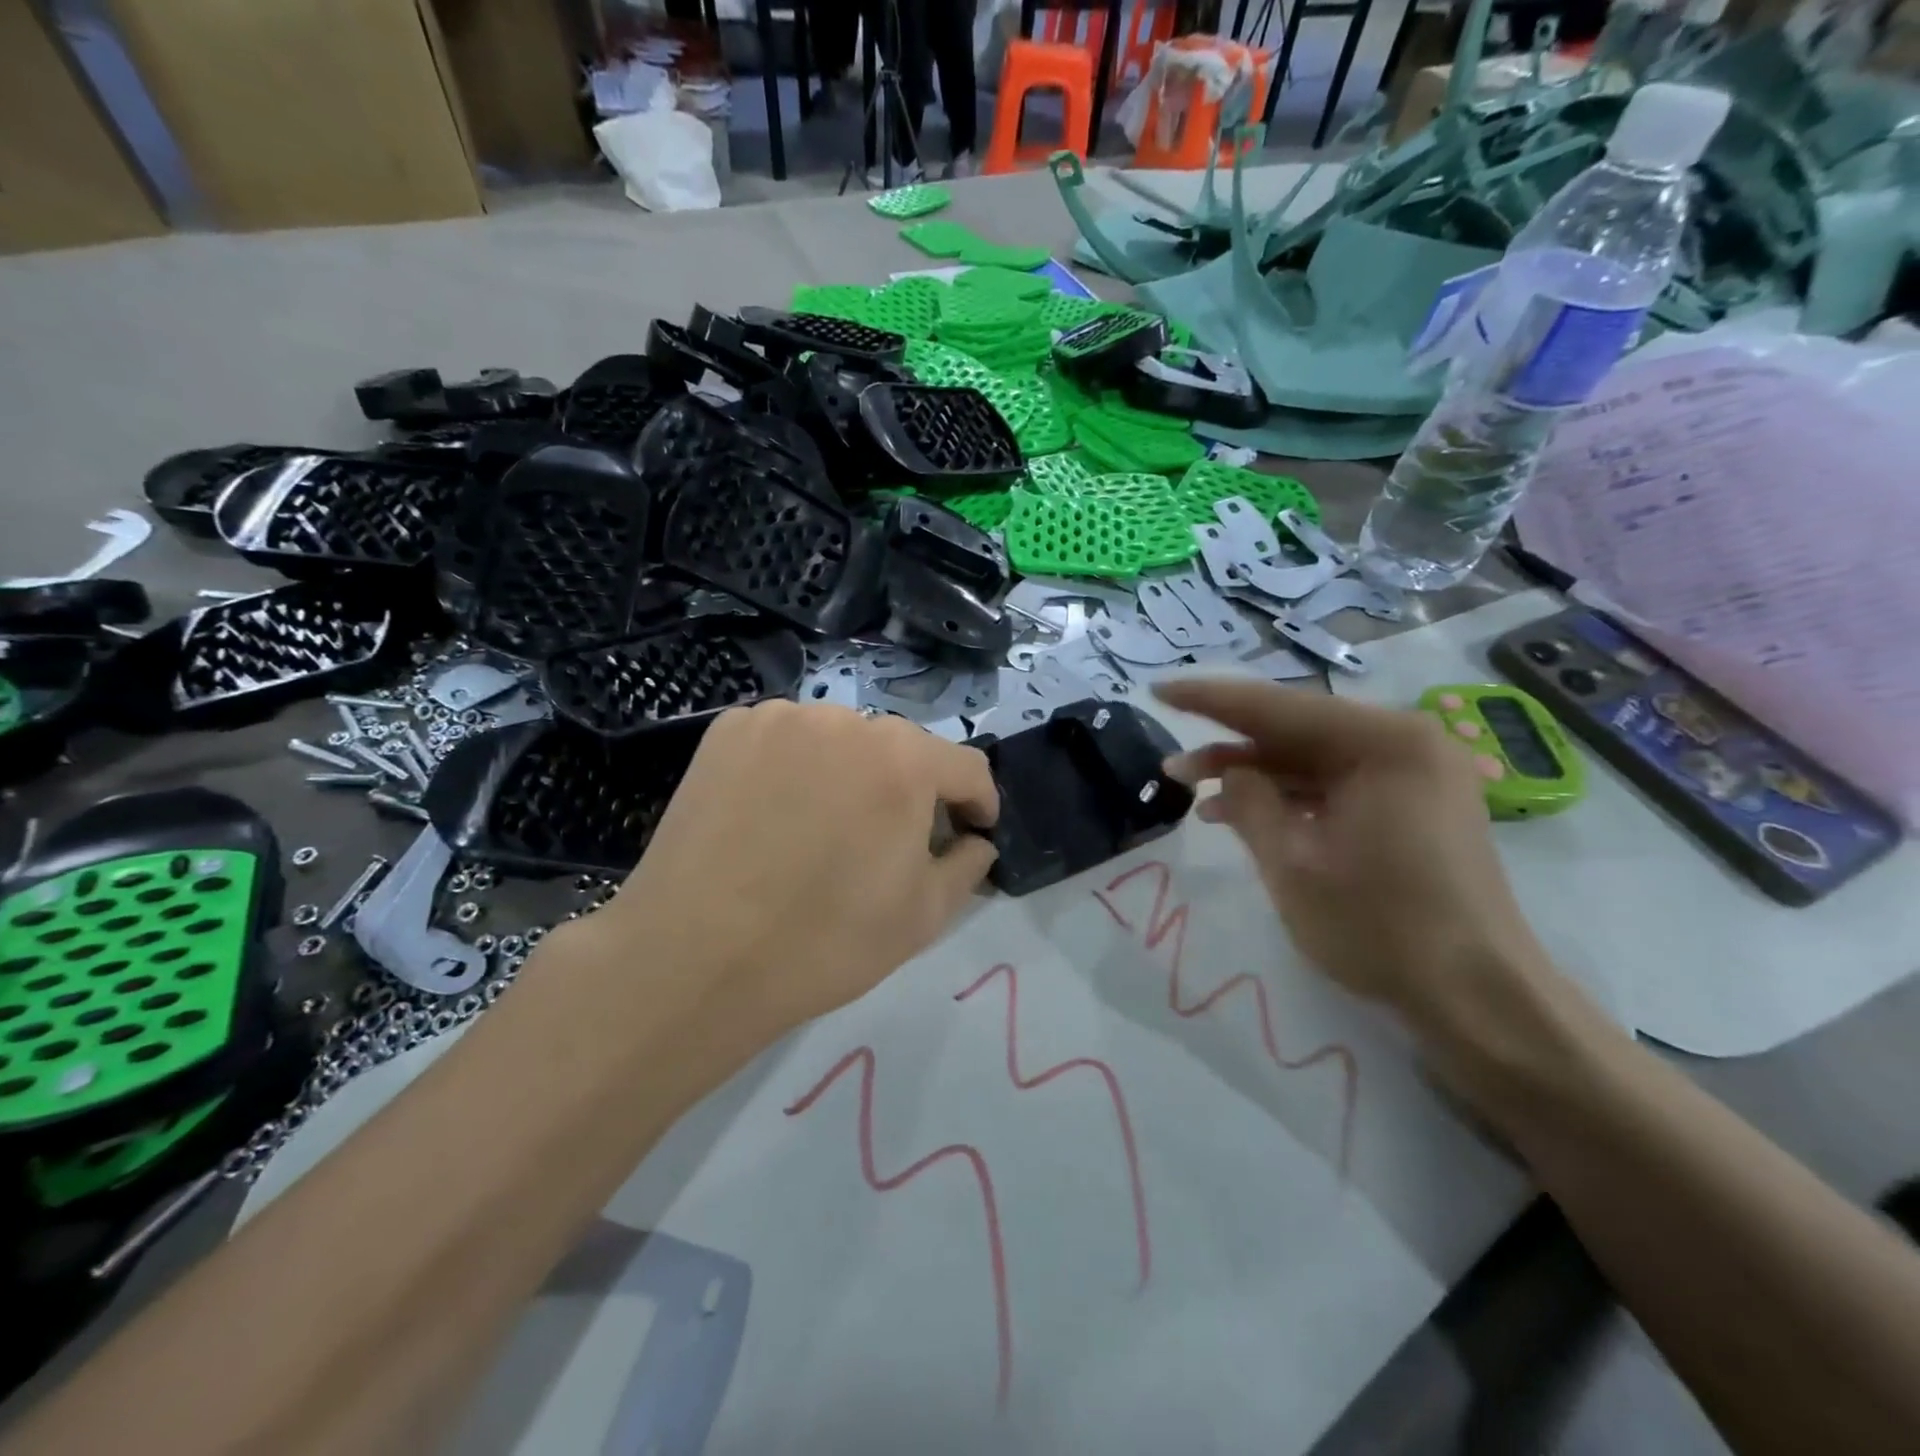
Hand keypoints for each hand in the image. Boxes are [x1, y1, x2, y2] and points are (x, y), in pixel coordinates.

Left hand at [589, 701, 998, 1038]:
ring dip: (852, 774)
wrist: (693, 957)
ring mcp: (780, 718)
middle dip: (912, 791)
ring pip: (842, 740)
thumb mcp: (923, 916)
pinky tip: (777, 813)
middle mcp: (846, 720)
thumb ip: (967, 865)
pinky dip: (798, 767)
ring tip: (827, 829)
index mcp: (903, 760)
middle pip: (902, 750)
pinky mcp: (728, 729)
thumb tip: (973, 840)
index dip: (978, 804)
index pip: (966, 768)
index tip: (972, 833)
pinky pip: (788, 740)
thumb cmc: (824, 941)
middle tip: (893, 842)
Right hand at [1155, 679, 1546, 1026]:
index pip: (1277, 707)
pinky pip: (1337, 784)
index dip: (1209, 699)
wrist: (1478, 998)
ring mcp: (1415, 774)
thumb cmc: (1380, 927)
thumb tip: (1229, 772)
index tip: (1158, 690)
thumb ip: (1249, 802)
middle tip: (1172, 764)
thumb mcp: (1292, 864)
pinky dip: (1290, 796)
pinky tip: (1244, 814)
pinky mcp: (1413, 804)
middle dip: (1230, 746)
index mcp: (1384, 742)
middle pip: (1297, 730)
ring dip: (1256, 775)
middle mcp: (1406, 742)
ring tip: (1193, 793)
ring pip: (1314, 759)